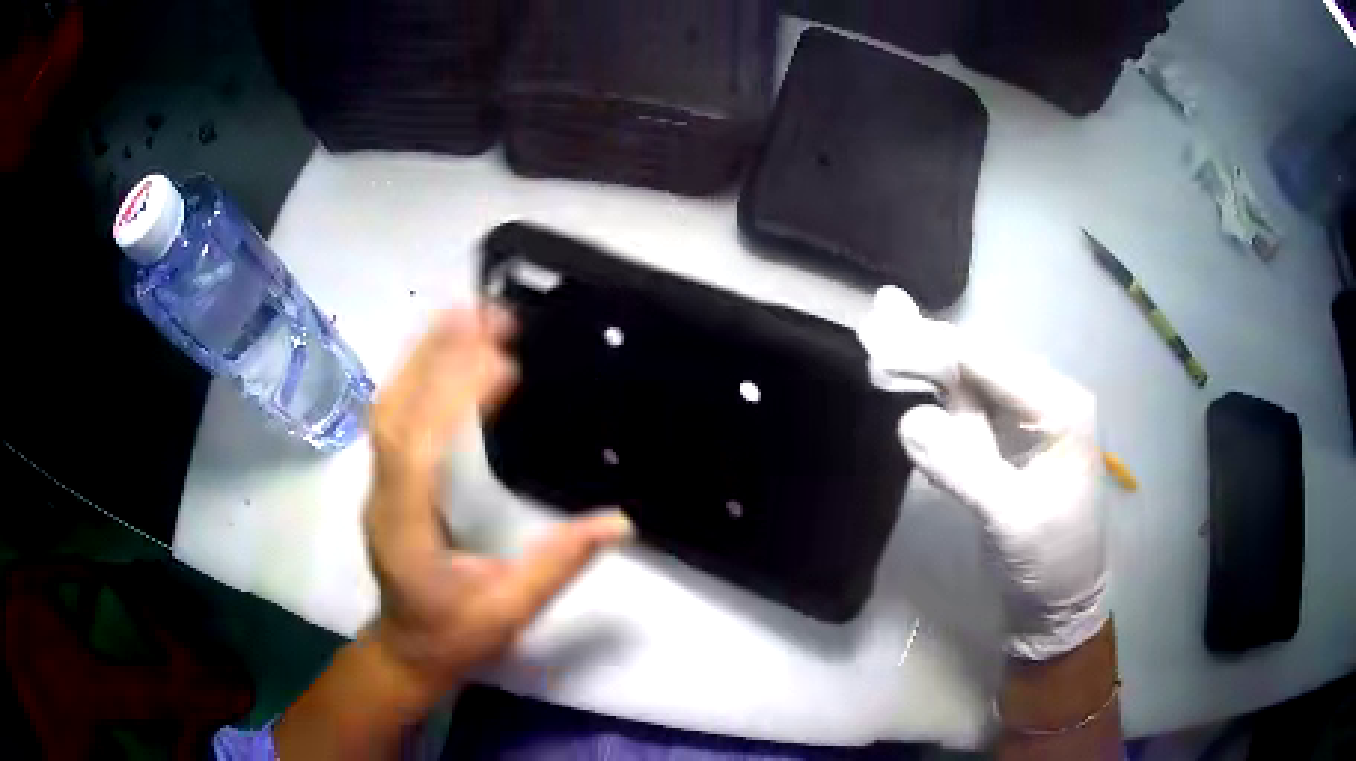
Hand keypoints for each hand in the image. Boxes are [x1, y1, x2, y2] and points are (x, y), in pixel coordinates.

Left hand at [364, 307, 633, 698]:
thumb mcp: (512, 610)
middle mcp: (383, 497)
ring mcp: (378, 484)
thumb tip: (620, 522)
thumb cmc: (456, 636)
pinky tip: (447, 355)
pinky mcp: (386, 479)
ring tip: (468, 317)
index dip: (453, 398)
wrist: (408, 650)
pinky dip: (419, 375)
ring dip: (424, 355)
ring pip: (388, 407)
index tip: (503, 362)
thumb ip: (560, 563)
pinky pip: (395, 416)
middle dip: (436, 355)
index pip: (420, 451)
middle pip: (394, 412)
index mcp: (407, 531)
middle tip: (488, 313)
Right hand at [859, 288, 1106, 660]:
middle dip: (927, 348)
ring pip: (971, 380)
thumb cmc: (1050, 561)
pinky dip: (936, 396)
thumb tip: (909, 420)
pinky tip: (909, 376)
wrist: (1059, 604)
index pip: (990, 362)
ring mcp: (1026, 419)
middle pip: (979, 361)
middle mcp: (1045, 399)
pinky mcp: (1007, 441)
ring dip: (927, 365)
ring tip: (881, 346)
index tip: (879, 345)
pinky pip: (969, 408)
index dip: (933, 350)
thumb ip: (966, 468)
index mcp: (1059, 407)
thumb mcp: (1012, 520)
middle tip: (872, 333)